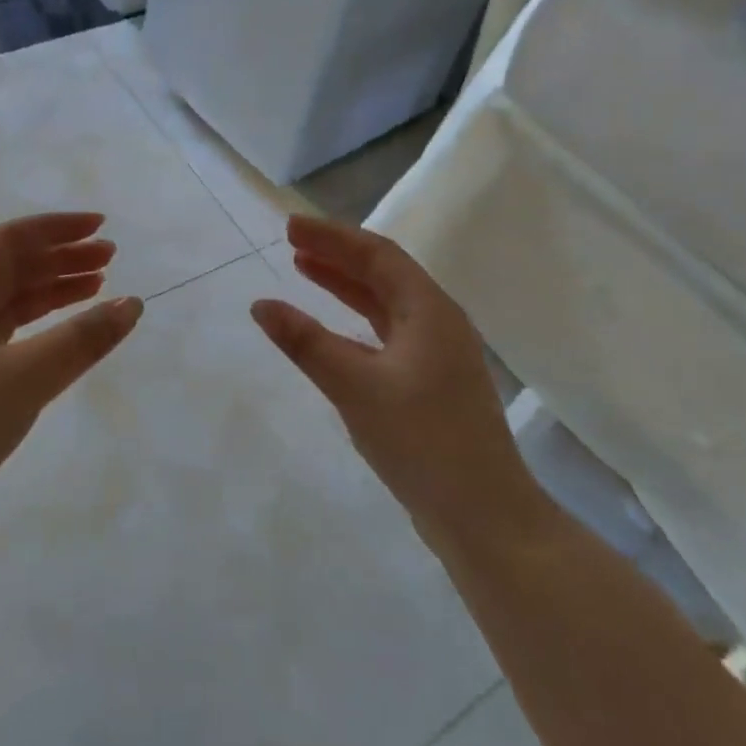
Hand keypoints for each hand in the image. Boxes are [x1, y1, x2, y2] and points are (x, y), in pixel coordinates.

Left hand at [0, 213, 142, 553]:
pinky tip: (64, 340)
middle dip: (61, 257)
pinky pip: (8, 338)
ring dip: (53, 290)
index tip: (101, 227)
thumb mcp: (25, 377)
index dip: (57, 228)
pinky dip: (41, 330)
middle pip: (12, 267)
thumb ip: (82, 339)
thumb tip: (132, 303)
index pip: (10, 240)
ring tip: (98, 289)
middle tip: (110, 258)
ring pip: (11, 303)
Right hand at [250, 215, 540, 549]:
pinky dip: (356, 321)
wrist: (484, 517)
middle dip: (337, 255)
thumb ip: (306, 343)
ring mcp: (438, 355)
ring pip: (386, 304)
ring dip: (346, 285)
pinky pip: (388, 333)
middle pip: (383, 273)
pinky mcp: (432, 384)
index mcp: (430, 311)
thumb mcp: (356, 387)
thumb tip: (261, 305)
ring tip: (304, 269)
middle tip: (292, 242)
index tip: (290, 227)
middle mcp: (439, 323)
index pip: (377, 255)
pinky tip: (333, 330)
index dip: (333, 237)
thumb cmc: (422, 442)